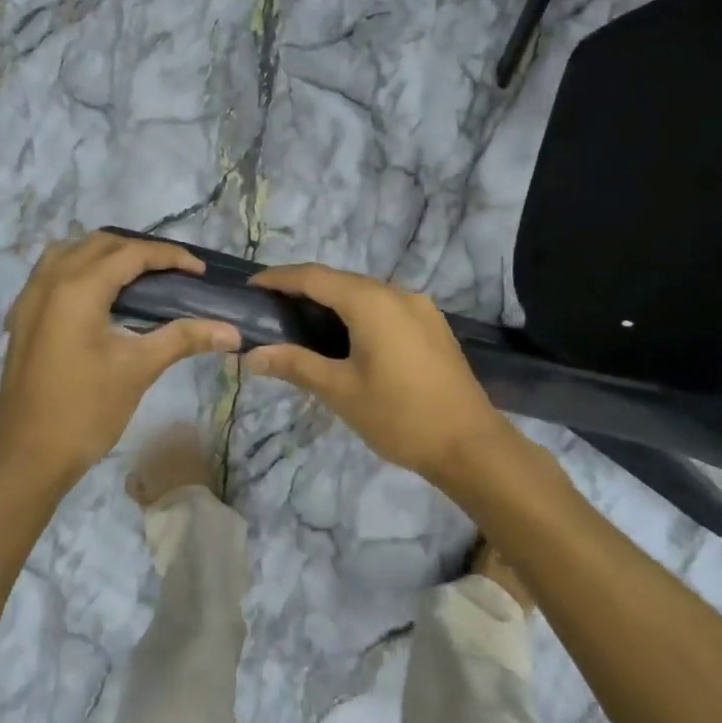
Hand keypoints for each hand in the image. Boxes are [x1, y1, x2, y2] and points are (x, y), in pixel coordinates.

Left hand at [0, 232, 240, 493]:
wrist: (27, 456)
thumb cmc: (85, 411)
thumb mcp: (138, 369)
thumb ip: (183, 338)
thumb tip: (231, 330)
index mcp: (77, 289)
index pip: (130, 253)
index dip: (169, 256)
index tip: (200, 270)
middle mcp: (49, 282)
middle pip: (99, 244)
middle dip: (139, 250)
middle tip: (174, 272)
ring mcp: (29, 299)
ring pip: (70, 252)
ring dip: (105, 254)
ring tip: (137, 276)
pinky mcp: (22, 318)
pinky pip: (51, 272)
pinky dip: (79, 268)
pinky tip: (98, 296)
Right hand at [244, 264, 511, 484]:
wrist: (470, 445)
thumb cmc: (399, 416)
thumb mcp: (340, 391)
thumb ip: (295, 364)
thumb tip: (252, 355)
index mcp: (372, 302)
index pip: (314, 277)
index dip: (279, 278)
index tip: (251, 287)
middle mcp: (398, 294)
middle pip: (341, 281)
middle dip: (304, 290)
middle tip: (272, 310)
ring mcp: (420, 309)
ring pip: (365, 294)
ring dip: (332, 303)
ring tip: (302, 325)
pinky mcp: (433, 327)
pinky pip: (385, 308)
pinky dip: (357, 314)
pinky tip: (344, 339)